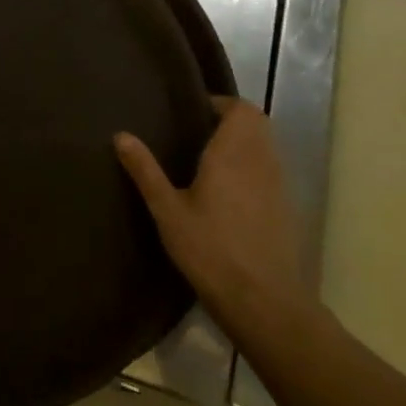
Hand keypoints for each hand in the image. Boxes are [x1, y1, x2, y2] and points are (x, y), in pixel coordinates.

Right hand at [115, 99, 311, 336]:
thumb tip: (120, 134)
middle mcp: (261, 162)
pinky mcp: (285, 210)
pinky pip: (270, 172)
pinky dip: (252, 168)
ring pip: (266, 147)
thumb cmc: (210, 250)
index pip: (241, 109)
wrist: (263, 302)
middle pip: (257, 123)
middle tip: (196, 131)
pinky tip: (226, 192)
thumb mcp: (167, 211)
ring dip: (243, 143)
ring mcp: (278, 186)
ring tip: (207, 158)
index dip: (220, 103)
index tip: (192, 111)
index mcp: (233, 154)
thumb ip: (145, 170)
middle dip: (231, 120)